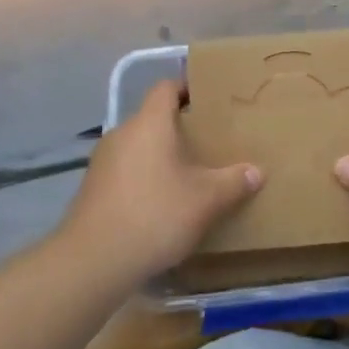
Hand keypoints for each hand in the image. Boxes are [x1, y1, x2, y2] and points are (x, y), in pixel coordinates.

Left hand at [56, 79, 261, 283]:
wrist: (94, 260)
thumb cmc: (155, 215)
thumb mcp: (205, 200)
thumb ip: (233, 182)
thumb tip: (256, 171)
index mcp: (149, 123)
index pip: (166, 87)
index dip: (187, 88)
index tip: (209, 100)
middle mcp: (122, 133)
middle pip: (153, 118)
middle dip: (179, 128)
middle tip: (208, 143)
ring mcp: (102, 161)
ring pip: (138, 146)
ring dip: (160, 155)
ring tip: (188, 174)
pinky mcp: (93, 187)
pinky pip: (125, 170)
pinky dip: (143, 177)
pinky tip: (160, 202)